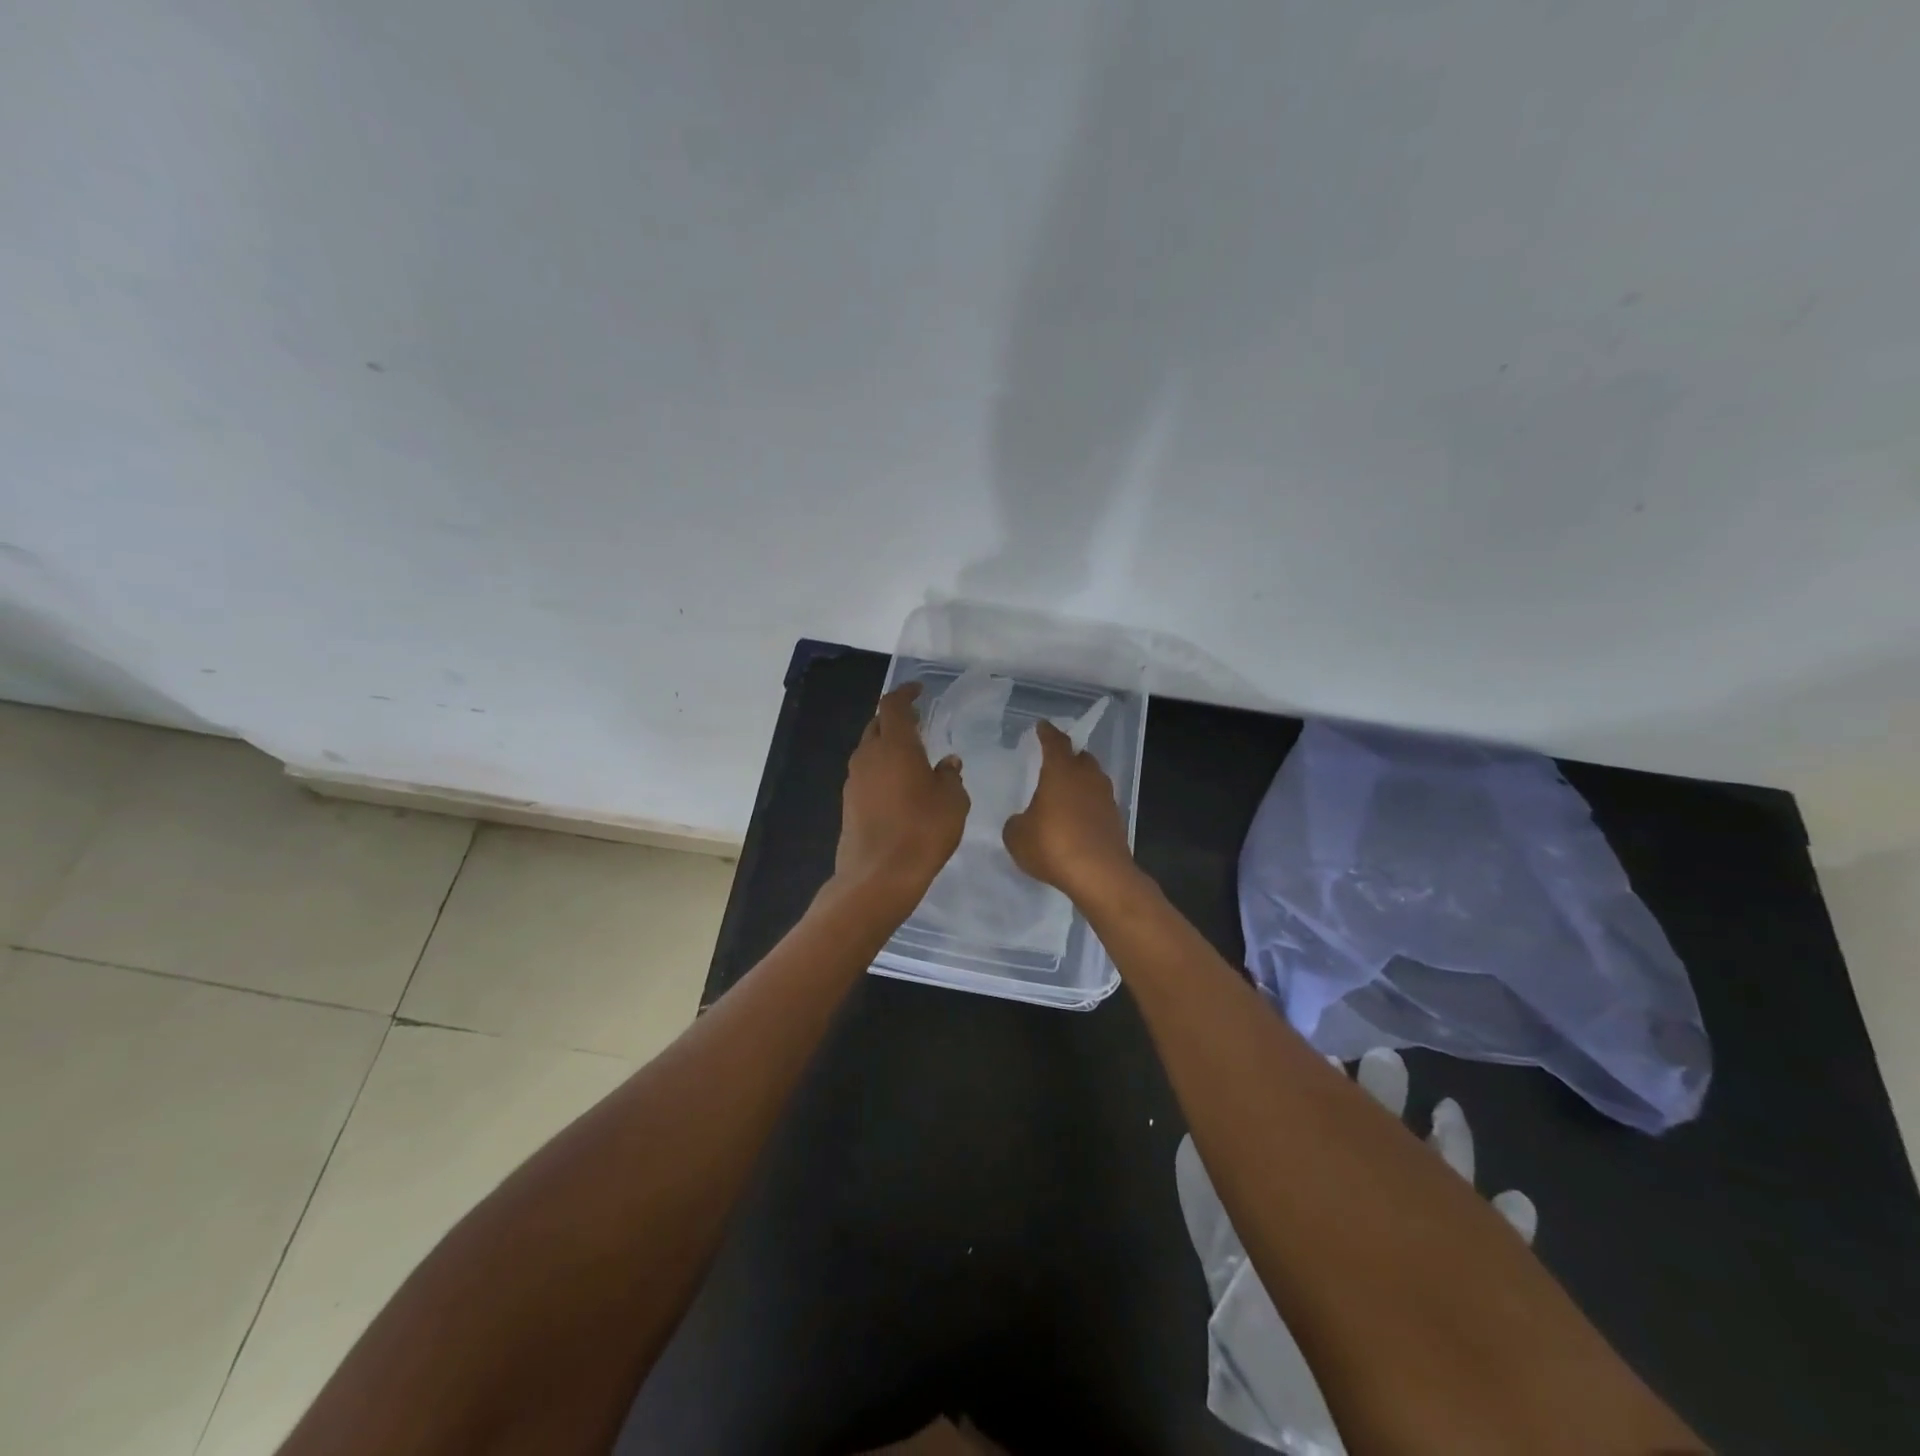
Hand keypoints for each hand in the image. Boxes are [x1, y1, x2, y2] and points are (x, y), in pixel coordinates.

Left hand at [835, 683, 969, 904]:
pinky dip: (881, 769)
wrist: (877, 876)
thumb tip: (947, 763)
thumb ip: (950, 776)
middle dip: (895, 719)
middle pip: (877, 725)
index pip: (893, 705)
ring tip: (911, 755)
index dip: (905, 693)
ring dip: (887, 745)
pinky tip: (899, 786)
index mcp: (894, 745)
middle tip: (918, 722)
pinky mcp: (848, 803)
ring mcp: (854, 780)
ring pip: (869, 750)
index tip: (919, 691)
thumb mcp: (952, 802)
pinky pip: (865, 773)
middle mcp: (868, 756)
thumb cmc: (922, 831)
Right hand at [1002, 719, 1138, 904]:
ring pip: (1092, 779)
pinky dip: (1087, 805)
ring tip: (1064, 791)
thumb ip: (1017, 822)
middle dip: (1068, 756)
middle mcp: (1087, 777)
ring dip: (1080, 781)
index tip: (1042, 726)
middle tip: (1054, 761)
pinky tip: (1076, 819)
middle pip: (1080, 757)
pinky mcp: (1116, 820)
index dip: (1047, 733)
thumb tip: (1024, 821)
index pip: (1055, 742)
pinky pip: (1098, 802)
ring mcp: (1105, 798)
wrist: (1099, 875)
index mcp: (1061, 771)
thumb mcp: (1017, 836)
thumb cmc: (1052, 845)